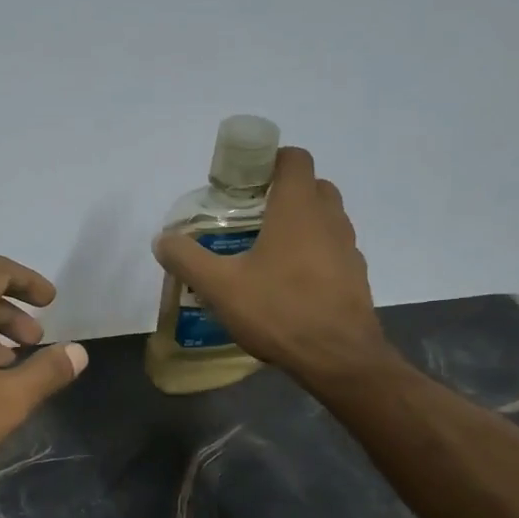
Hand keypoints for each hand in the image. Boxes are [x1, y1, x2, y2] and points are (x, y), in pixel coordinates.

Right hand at [154, 147, 392, 385]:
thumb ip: (187, 258)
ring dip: (300, 225)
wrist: (339, 359)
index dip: (269, 160)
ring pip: (325, 220)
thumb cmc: (279, 311)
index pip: (294, 159)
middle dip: (283, 193)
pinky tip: (289, 285)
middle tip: (250, 216)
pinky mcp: (356, 277)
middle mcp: (329, 219)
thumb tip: (162, 240)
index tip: (244, 181)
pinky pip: (333, 251)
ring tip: (266, 253)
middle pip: (312, 187)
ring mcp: (348, 249)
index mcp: (298, 209)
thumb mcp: (220, 286)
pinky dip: (313, 255)